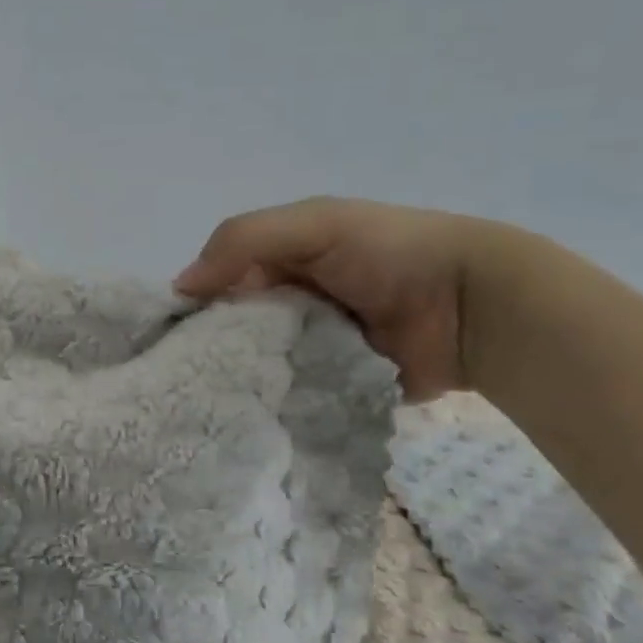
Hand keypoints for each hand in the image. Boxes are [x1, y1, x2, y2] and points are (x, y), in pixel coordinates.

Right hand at [174, 197, 499, 399]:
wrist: (474, 305)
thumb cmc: (388, 252)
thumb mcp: (313, 224)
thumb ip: (242, 241)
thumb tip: (179, 288)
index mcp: (280, 262)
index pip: (218, 283)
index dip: (193, 304)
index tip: (168, 336)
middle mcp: (289, 304)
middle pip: (234, 328)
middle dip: (212, 348)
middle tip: (184, 377)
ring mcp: (310, 348)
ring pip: (258, 365)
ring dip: (240, 380)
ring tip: (207, 404)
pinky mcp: (332, 386)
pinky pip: (291, 396)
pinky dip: (273, 404)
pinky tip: (246, 418)